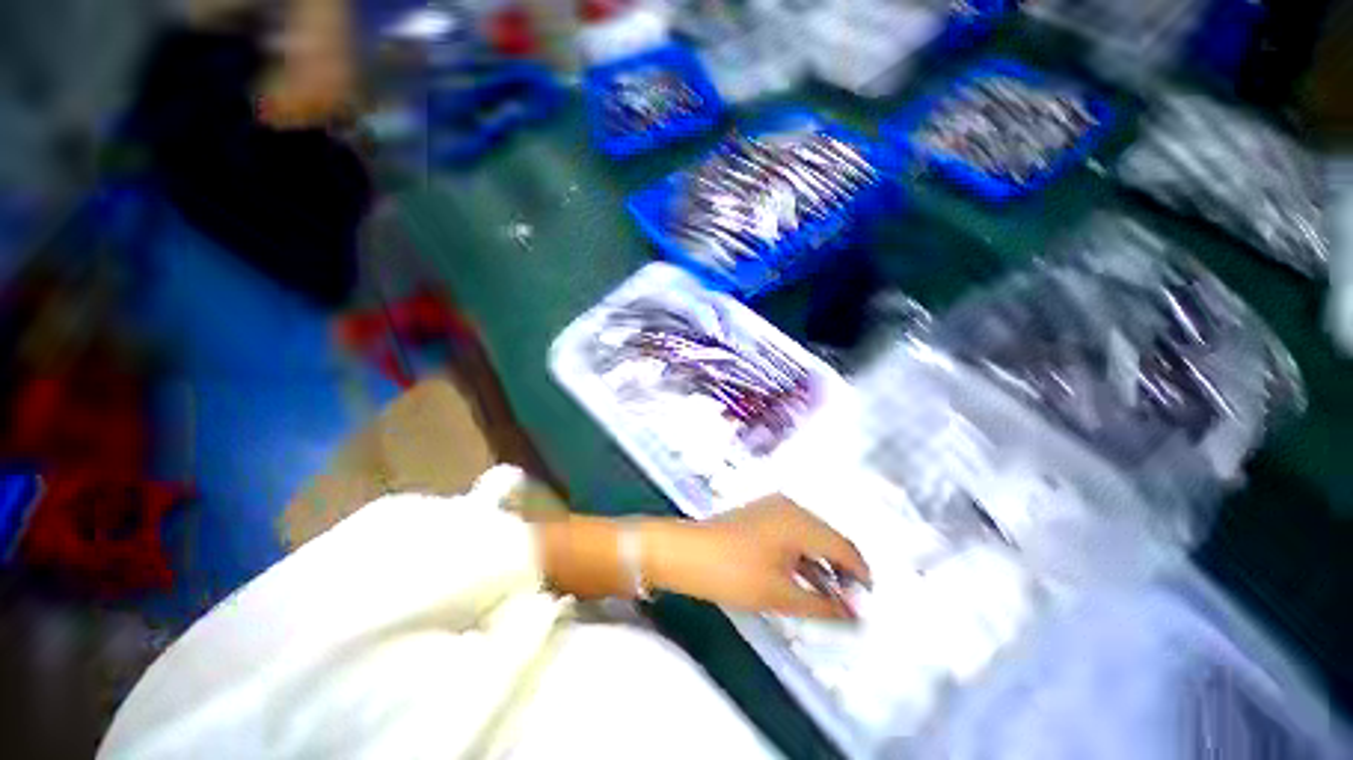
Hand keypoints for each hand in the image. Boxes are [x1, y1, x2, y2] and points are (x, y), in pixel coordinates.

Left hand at [645, 495, 870, 619]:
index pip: (843, 545)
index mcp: (800, 521)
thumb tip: (854, 614)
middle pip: (828, 537)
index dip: (861, 573)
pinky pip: (792, 532)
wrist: (687, 552)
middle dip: (842, 568)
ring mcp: (772, 507)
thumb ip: (822, 605)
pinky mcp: (759, 514)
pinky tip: (803, 576)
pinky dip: (802, 554)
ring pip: (810, 534)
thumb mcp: (780, 594)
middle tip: (851, 601)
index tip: (870, 599)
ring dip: (822, 562)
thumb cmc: (734, 572)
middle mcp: (790, 507)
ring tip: (830, 594)